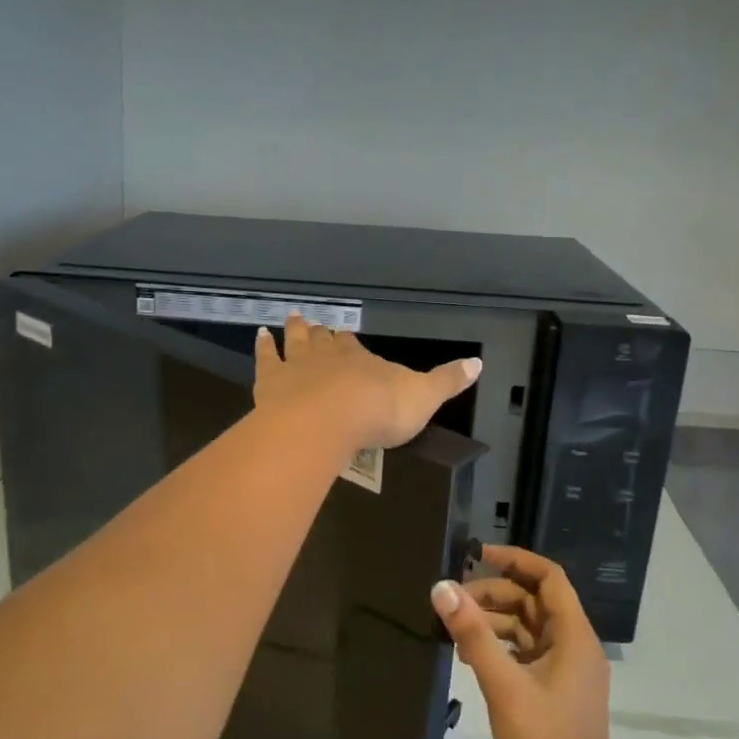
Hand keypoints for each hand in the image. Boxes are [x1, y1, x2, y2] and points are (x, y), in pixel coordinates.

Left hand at [253, 313, 480, 450]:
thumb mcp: (423, 397)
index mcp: (361, 359)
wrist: (330, 421)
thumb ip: (447, 381)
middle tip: (315, 323)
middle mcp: (328, 355)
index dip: (349, 342)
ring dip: (294, 330)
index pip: (354, 346)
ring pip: (295, 341)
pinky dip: (262, 347)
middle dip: (321, 332)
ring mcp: (297, 365)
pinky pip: (265, 358)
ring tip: (291, 317)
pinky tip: (259, 336)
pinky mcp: (271, 381)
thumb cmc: (379, 410)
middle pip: (323, 339)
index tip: (346, 335)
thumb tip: (479, 363)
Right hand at [431, 545, 619, 738]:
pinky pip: (525, 652)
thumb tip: (442, 587)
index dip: (514, 559)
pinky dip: (499, 647)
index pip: (549, 577)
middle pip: (533, 600)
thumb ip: (473, 633)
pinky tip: (469, 657)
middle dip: (494, 593)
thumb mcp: (503, 684)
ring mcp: (565, 670)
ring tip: (456, 630)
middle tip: (454, 601)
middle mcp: (574, 646)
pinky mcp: (554, 691)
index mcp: (574, 636)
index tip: (476, 555)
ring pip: (527, 627)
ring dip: (493, 621)